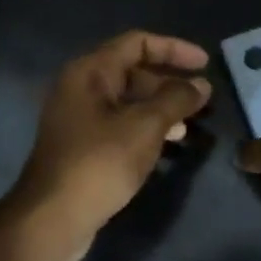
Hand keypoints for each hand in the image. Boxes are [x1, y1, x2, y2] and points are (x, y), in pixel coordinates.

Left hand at [8, 31, 211, 260]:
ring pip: (128, 102)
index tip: (205, 64)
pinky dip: (146, 129)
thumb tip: (201, 85)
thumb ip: (176, 100)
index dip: (174, 49)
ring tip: (189, 127)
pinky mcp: (83, 146)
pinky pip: (121, 125)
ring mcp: (79, 119)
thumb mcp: (145, 127)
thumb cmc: (100, 163)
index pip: (137, 43)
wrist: (54, 217)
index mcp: (90, 72)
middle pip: (132, 72)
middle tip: (201, 101)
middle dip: (169, 83)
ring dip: (161, 109)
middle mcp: (81, 88)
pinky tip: (166, 146)